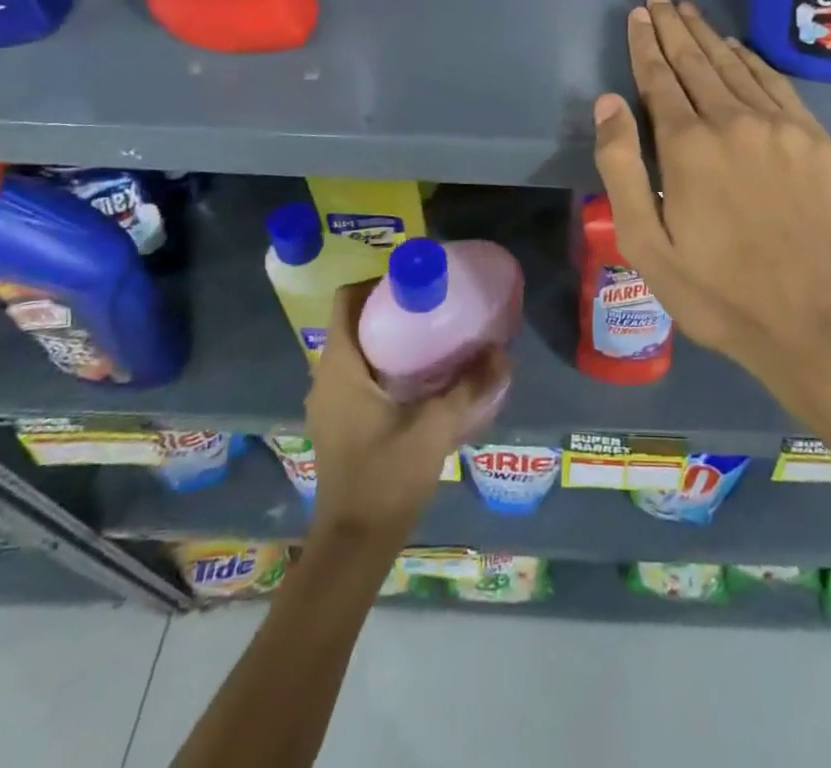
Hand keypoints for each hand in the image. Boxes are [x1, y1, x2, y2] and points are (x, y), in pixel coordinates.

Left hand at [303, 283, 510, 541]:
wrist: (354, 547)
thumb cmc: (385, 479)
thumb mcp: (434, 429)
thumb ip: (470, 389)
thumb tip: (503, 353)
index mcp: (340, 367)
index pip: (347, 300)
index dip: (378, 282)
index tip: (417, 282)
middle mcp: (327, 377)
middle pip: (355, 321)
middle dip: (392, 307)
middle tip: (435, 305)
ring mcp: (331, 402)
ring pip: (358, 349)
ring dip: (391, 337)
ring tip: (435, 335)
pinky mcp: (340, 422)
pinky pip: (360, 374)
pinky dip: (387, 364)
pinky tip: (423, 378)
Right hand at [592, 0, 830, 423]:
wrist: (814, 321)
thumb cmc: (717, 292)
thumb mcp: (646, 244)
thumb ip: (622, 167)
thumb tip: (609, 102)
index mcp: (688, 145)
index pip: (660, 77)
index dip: (646, 43)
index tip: (638, 14)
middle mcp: (734, 120)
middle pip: (697, 61)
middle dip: (673, 28)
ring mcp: (781, 126)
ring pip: (736, 65)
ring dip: (709, 36)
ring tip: (688, 11)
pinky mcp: (815, 138)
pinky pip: (776, 83)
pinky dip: (752, 60)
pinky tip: (739, 48)